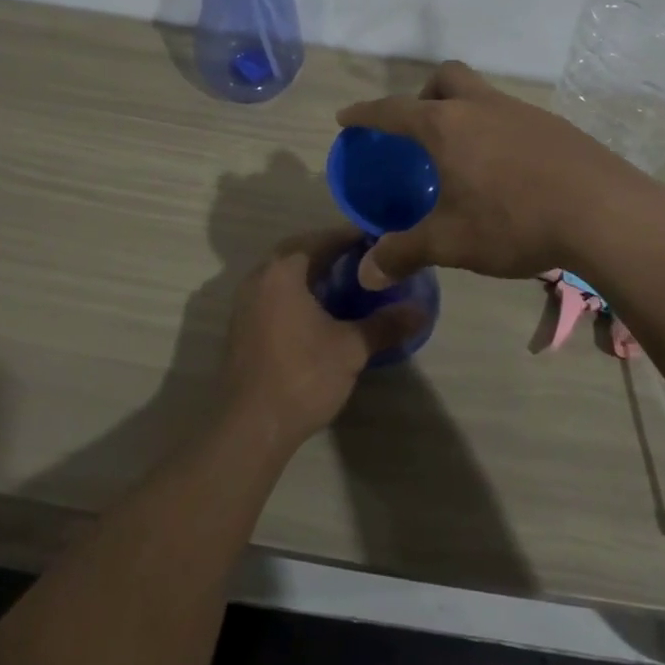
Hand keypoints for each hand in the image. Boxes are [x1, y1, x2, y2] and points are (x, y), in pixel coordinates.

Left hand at [222, 230, 425, 450]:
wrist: (248, 427)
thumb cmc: (301, 377)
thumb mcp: (351, 349)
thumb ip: (386, 325)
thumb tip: (421, 310)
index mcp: (283, 270)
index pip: (323, 239)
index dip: (354, 237)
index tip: (381, 241)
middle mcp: (259, 276)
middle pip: (300, 250)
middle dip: (332, 251)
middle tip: (366, 259)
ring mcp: (246, 301)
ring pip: (285, 272)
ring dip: (313, 271)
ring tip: (347, 282)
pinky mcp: (243, 324)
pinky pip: (275, 292)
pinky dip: (298, 291)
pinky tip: (320, 310)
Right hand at [337, 61, 646, 288]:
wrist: (604, 213)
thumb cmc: (514, 221)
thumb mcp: (451, 242)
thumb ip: (404, 253)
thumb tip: (365, 274)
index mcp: (448, 126)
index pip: (394, 110)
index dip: (366, 113)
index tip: (347, 116)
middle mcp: (482, 107)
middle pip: (446, 78)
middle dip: (424, 93)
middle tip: (420, 129)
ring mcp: (523, 112)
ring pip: (483, 94)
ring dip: (464, 112)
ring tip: (464, 155)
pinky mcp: (555, 126)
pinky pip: (512, 116)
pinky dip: (497, 130)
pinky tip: (507, 170)